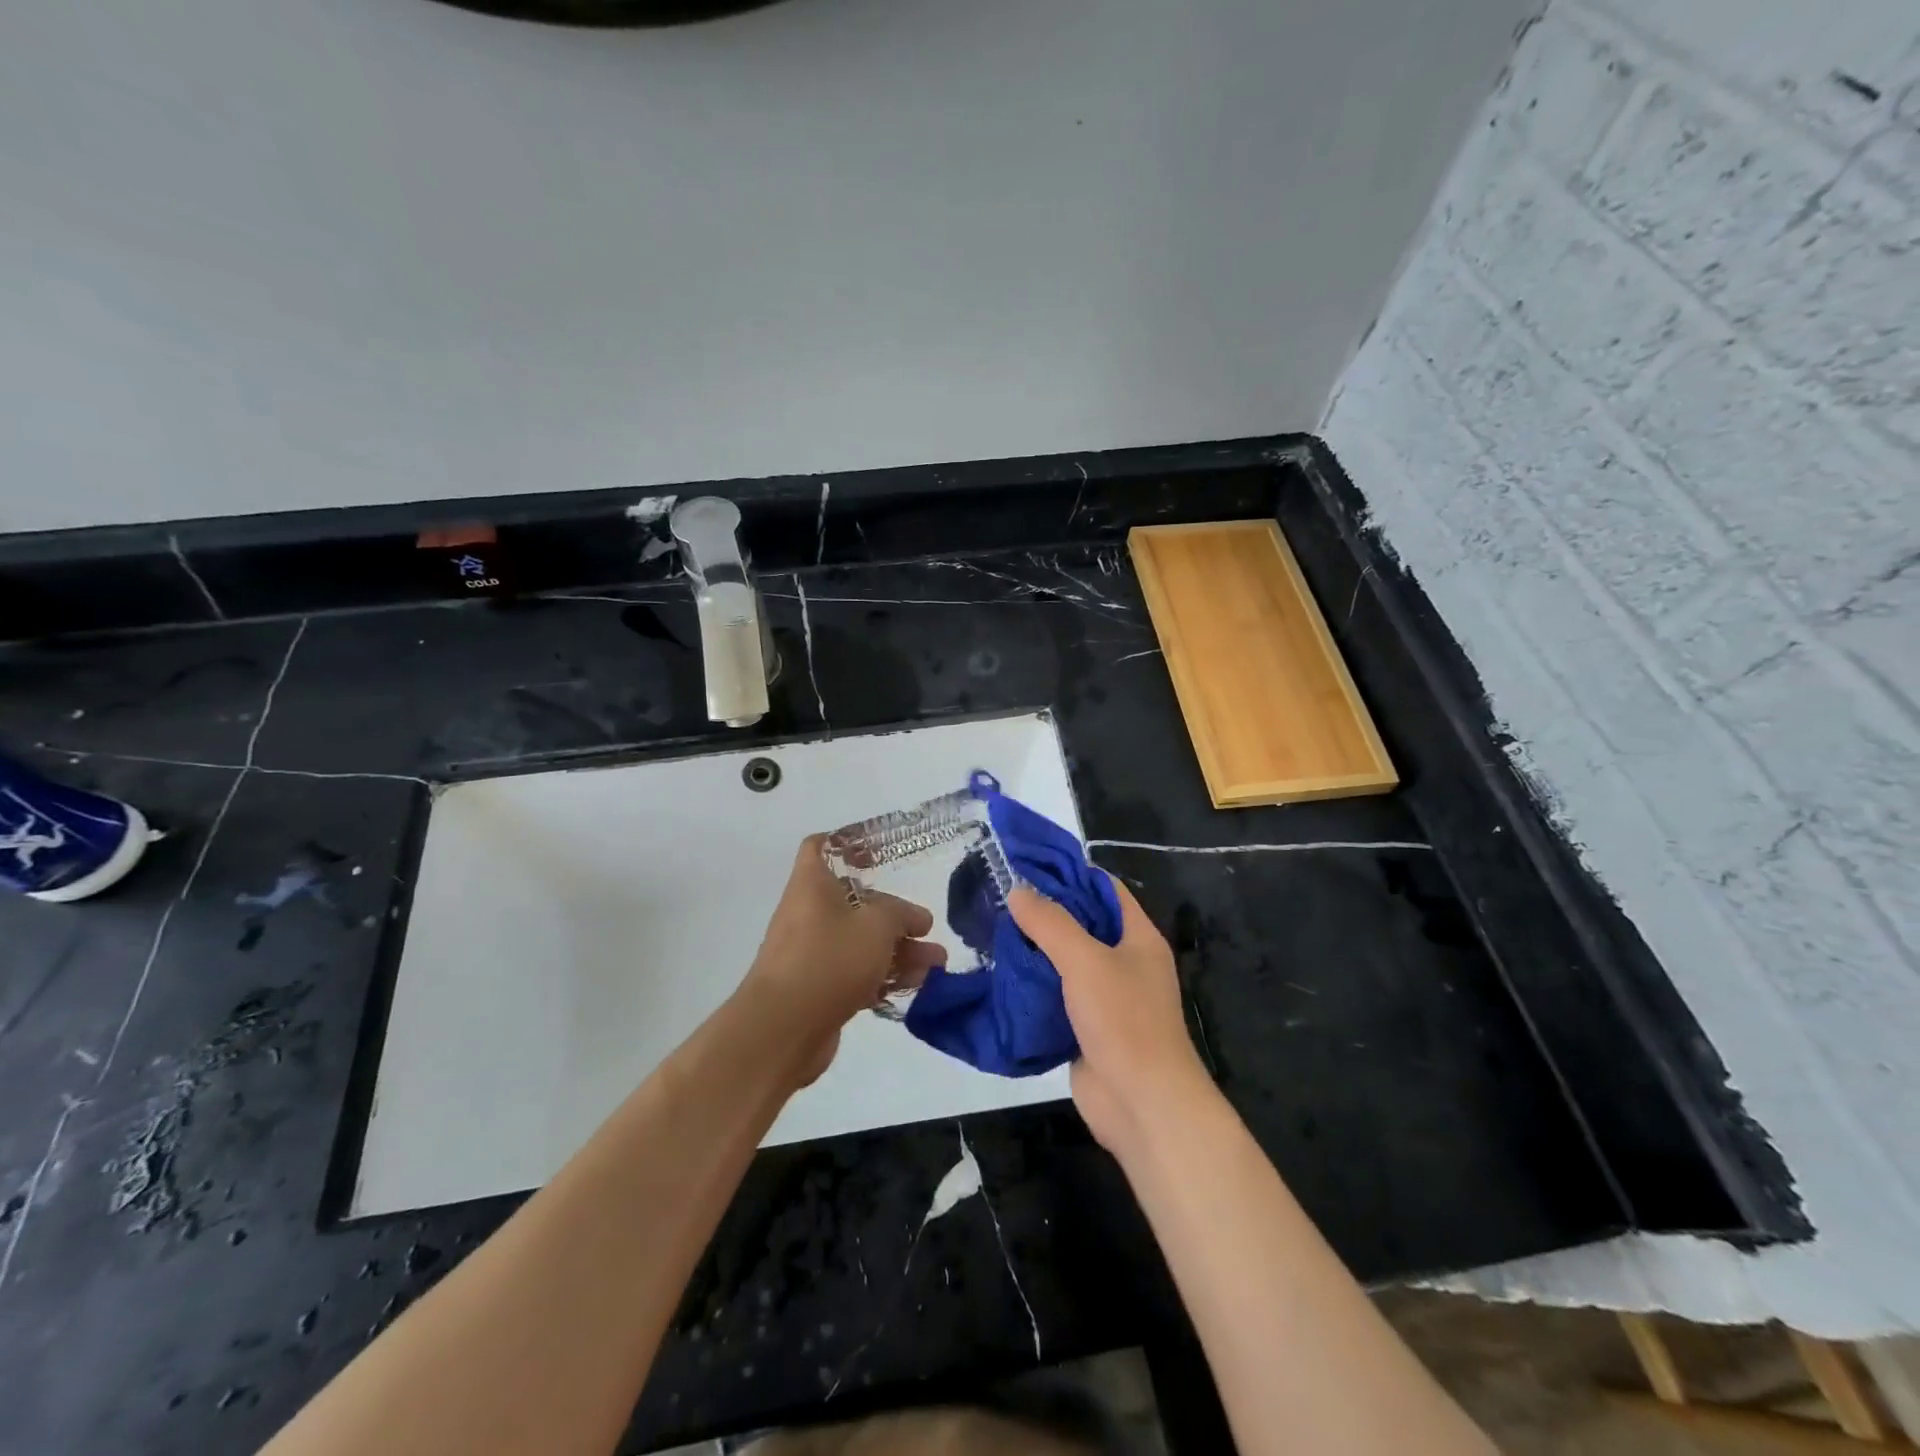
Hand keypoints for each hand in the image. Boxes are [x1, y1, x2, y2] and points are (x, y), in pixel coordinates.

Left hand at [739, 834, 945, 1086]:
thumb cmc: (829, 959)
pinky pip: (856, 974)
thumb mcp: (876, 925)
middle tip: (927, 930)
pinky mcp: (818, 990)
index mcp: (812, 885)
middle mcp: (808, 914)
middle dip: (895, 916)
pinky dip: (884, 977)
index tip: (878, 856)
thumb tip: (916, 918)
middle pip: (854, 903)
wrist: (782, 1029)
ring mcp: (812, 954)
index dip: (847, 845)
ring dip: (899, 951)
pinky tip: (918, 986)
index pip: (819, 847)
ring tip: (937, 964)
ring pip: (860, 943)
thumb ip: (901, 914)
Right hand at [1008, 878, 1210, 1155]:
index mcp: (1138, 937)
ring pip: (1066, 962)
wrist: (1142, 1104)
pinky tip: (1001, 976)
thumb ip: (1050, 923)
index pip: (1105, 889)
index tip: (1028, 866)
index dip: (1071, 873)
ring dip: (1034, 950)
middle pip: (1083, 924)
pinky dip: (1033, 986)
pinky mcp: (1087, 1028)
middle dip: (1045, 912)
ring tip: (992, 931)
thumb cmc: (1123, 1020)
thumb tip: (1018, 890)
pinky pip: (1057, 996)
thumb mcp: (1085, 960)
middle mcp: (1125, 962)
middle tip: (1000, 898)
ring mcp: (1106, 997)